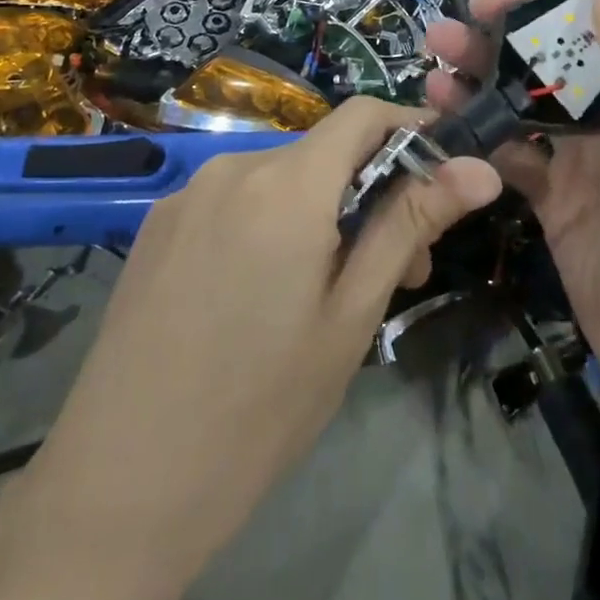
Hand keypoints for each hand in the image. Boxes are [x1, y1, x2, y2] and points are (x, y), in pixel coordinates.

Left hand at [2, 99, 500, 599]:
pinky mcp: (157, 223)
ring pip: (280, 177)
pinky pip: (234, 199)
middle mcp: (232, 166)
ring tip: (331, 288)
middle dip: (370, 191)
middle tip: (398, 268)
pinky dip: (270, 222)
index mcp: (285, 183)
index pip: (363, 114)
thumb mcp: (351, 316)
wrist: (119, 484)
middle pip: (323, 151)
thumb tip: (480, 168)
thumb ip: (411, 225)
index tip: (442, 172)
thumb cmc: (259, 407)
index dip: (410, 129)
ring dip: (320, 211)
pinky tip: (263, 292)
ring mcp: (187, 192)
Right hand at [424, 0, 599, 460]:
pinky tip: (445, 117)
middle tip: (470, 8)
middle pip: (573, 56)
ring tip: (437, 53)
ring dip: (489, 76)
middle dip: (523, 29)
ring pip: (535, 102)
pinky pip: (517, 155)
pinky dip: (483, 134)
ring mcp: (592, 163)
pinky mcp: (560, 203)